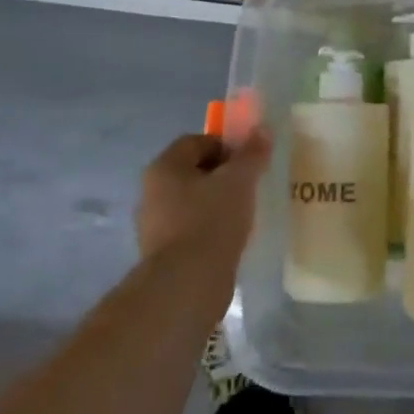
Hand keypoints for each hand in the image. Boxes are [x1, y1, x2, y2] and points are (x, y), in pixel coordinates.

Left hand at [135, 129, 272, 272]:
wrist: (187, 283)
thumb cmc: (211, 220)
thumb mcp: (239, 180)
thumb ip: (251, 154)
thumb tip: (262, 130)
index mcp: (164, 167)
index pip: (196, 141)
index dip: (226, 145)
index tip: (250, 161)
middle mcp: (152, 191)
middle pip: (193, 171)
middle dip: (223, 175)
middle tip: (251, 185)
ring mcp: (154, 224)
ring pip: (193, 201)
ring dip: (218, 202)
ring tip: (245, 213)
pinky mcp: (163, 252)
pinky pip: (192, 228)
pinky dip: (211, 227)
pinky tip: (231, 238)